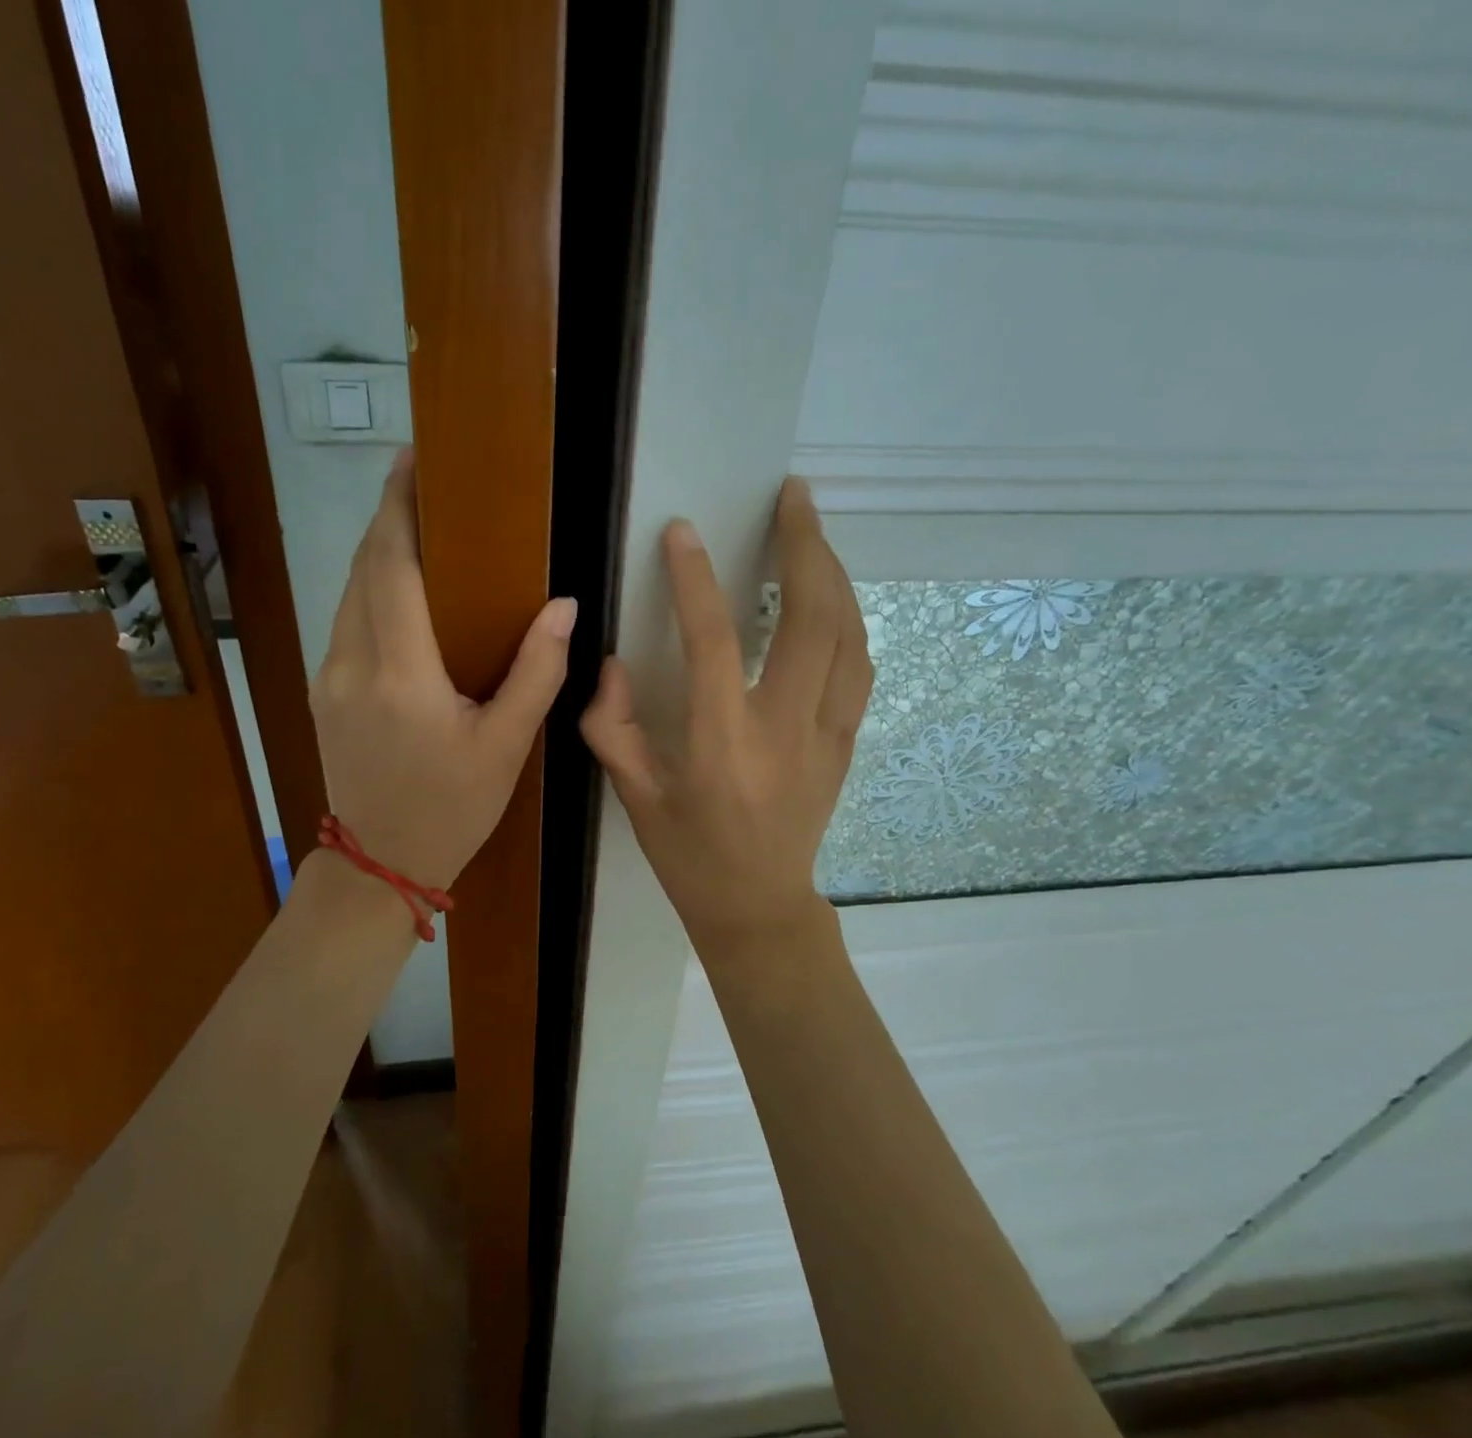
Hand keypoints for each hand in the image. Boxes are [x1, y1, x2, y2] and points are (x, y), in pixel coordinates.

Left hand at [310, 448, 575, 890]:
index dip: (399, 509)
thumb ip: (536, 673)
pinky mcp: (324, 693)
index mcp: (401, 675)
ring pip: (348, 593)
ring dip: (378, 553)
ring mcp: (330, 678)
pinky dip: (370, 589)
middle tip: (425, 484)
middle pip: (362, 568)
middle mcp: (352, 664)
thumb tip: (562, 607)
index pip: (391, 568)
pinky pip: (345, 621)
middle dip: (389, 519)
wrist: (379, 864)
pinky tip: (401, 591)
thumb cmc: (452, 809)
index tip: (413, 461)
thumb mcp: (506, 747)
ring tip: (418, 528)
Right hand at [581, 478, 870, 951]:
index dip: (695, 581)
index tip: (681, 533)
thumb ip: (613, 728)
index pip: (712, 643)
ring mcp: (826, 734)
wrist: (759, 907)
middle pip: (812, 619)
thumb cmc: (689, 856)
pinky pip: (859, 665)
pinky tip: (832, 594)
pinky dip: (848, 617)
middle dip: (805, 546)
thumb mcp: (634, 799)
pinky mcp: (846, 741)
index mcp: (721, 745)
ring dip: (833, 573)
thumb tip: (612, 663)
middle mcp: (783, 729)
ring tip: (811, 530)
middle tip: (793, 496)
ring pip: (849, 635)